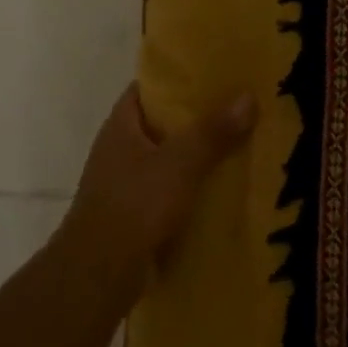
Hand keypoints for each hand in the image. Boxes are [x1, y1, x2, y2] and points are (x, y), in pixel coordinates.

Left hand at [65, 85, 256, 264]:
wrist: (99, 275)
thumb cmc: (133, 206)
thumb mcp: (180, 163)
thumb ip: (213, 131)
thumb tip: (248, 96)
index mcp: (121, 127)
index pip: (149, 88)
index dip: (179, 77)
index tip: (216, 71)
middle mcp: (121, 150)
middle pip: (164, 122)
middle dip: (199, 115)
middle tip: (241, 104)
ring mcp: (128, 183)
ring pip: (171, 157)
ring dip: (200, 152)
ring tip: (243, 141)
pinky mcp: (138, 213)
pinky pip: (174, 188)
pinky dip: (196, 184)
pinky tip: (227, 184)